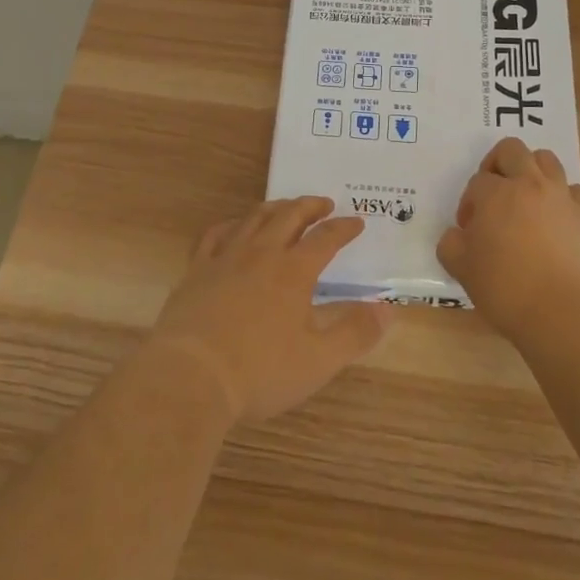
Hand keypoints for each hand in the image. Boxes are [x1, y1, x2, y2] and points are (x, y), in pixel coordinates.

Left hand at [149, 196, 393, 424]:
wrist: (191, 376)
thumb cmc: (260, 371)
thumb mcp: (319, 360)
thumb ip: (355, 333)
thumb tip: (388, 309)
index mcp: (294, 272)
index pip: (325, 239)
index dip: (343, 229)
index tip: (357, 222)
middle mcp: (261, 254)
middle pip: (289, 216)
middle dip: (310, 206)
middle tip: (324, 204)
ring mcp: (225, 258)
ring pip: (253, 219)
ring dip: (275, 208)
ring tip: (285, 207)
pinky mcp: (197, 270)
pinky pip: (215, 234)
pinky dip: (232, 224)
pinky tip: (234, 228)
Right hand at [437, 137, 579, 340]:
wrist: (565, 312)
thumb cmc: (506, 288)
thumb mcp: (461, 269)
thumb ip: (451, 244)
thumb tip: (457, 235)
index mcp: (496, 193)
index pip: (477, 181)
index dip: (469, 203)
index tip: (470, 230)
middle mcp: (530, 184)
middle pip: (512, 150)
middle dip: (497, 164)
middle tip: (494, 194)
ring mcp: (563, 197)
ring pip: (547, 160)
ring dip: (532, 172)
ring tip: (526, 201)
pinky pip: (574, 192)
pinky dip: (563, 199)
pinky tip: (556, 223)